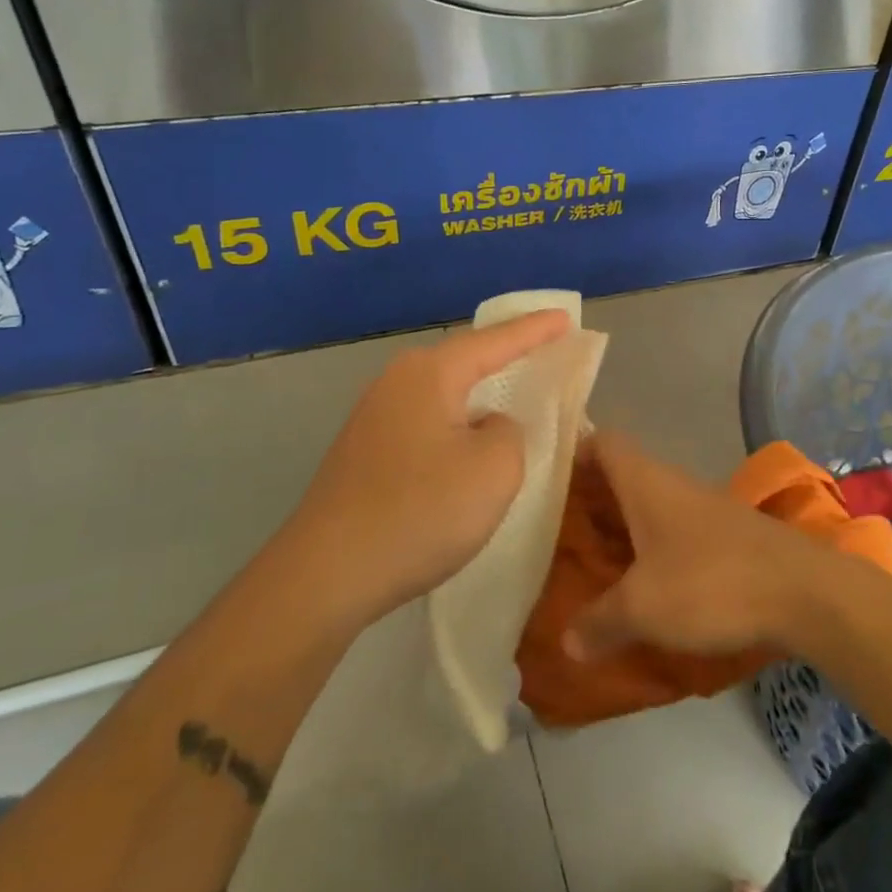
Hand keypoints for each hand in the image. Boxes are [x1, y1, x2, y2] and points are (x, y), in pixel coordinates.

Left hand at [290, 309, 570, 626]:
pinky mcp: (364, 450)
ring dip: (479, 389)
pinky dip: (457, 419)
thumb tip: (487, 425)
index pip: (495, 341)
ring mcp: (374, 416)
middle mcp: (397, 381)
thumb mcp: (495, 469)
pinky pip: (426, 418)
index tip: (566, 317)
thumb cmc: (420, 512)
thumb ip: (509, 431)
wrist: (325, 574)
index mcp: (430, 374)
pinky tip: (466, 439)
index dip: (535, 330)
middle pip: (464, 357)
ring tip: (511, 388)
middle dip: (504, 352)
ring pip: (443, 390)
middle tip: (543, 346)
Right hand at [561, 431, 834, 661]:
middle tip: (554, 531)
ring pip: (648, 505)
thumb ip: (600, 622)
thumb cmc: (712, 582)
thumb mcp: (644, 607)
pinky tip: (642, 584)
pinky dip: (651, 549)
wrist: (803, 591)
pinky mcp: (725, 535)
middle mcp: (672, 484)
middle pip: (621, 476)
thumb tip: (565, 643)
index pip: (603, 442)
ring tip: (590, 562)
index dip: (574, 451)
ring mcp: (702, 508)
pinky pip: (673, 531)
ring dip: (621, 527)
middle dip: (589, 499)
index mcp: (646, 482)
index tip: (545, 479)